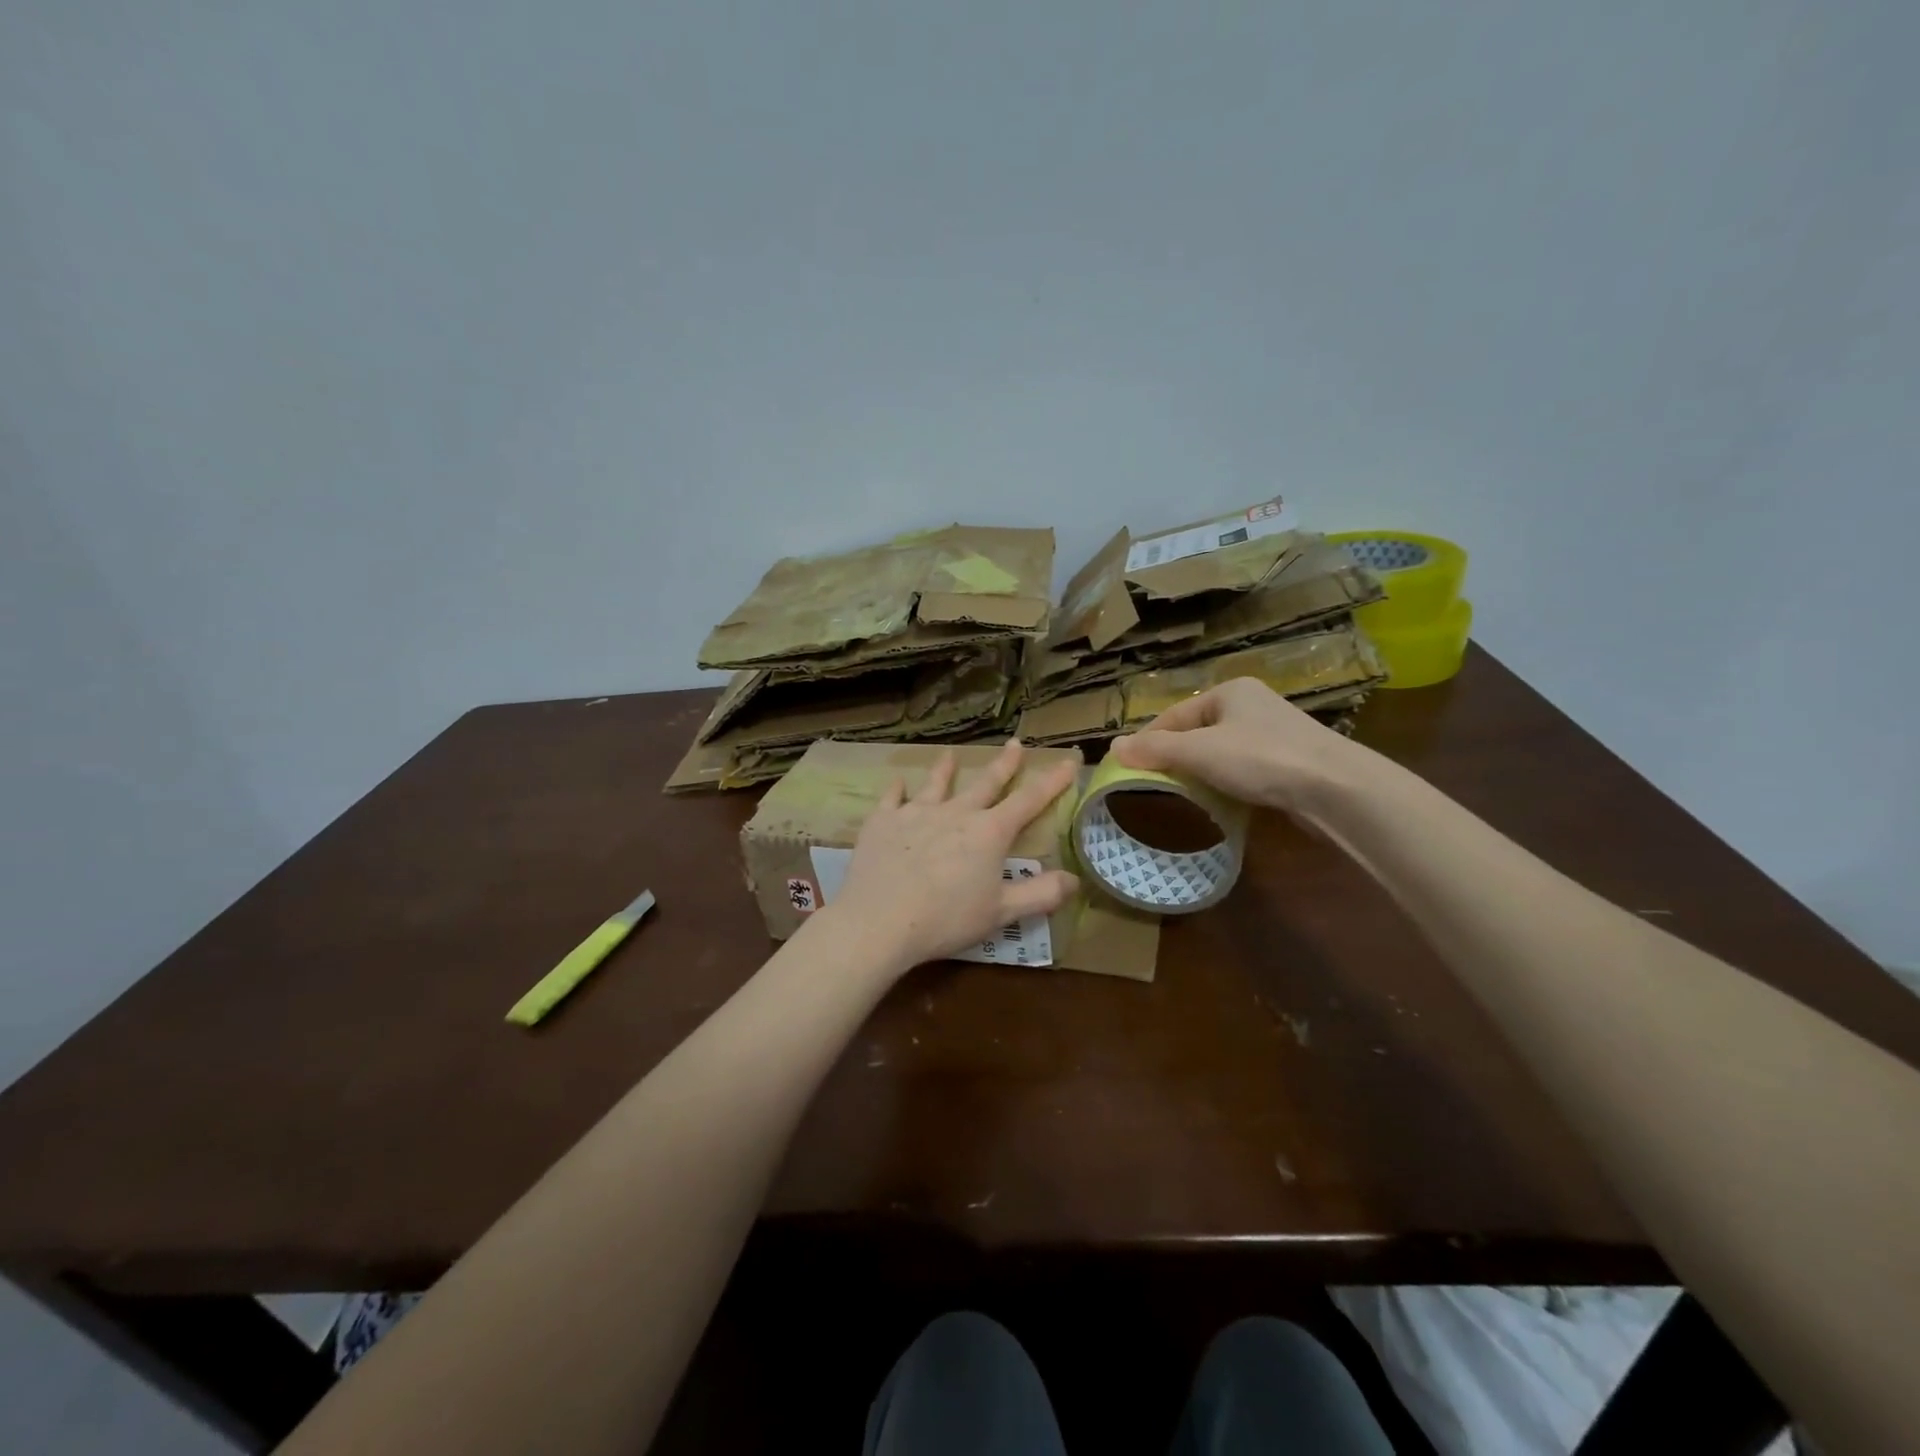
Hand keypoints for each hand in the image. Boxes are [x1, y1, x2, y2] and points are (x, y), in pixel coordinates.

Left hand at [824, 741, 1080, 970]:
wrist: (880, 921)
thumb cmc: (947, 919)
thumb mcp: (1001, 913)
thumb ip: (1040, 895)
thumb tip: (1074, 879)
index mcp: (989, 833)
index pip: (1029, 800)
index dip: (1052, 781)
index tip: (1068, 762)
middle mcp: (956, 813)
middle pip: (986, 783)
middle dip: (1004, 764)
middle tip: (1015, 743)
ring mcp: (916, 813)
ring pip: (936, 784)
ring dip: (945, 769)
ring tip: (950, 754)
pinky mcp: (883, 821)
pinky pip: (892, 798)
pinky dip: (897, 789)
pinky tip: (898, 782)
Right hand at [1109, 677, 1366, 813]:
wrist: (1336, 788)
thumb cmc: (1261, 758)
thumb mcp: (1199, 751)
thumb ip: (1156, 749)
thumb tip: (1113, 747)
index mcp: (1230, 691)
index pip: (1175, 714)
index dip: (1148, 740)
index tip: (1128, 768)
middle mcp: (1252, 705)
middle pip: (1198, 732)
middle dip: (1175, 758)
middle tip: (1153, 785)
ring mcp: (1275, 733)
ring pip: (1222, 752)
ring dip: (1201, 773)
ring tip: (1182, 796)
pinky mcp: (1290, 762)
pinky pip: (1245, 769)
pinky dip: (1228, 784)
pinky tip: (1221, 802)